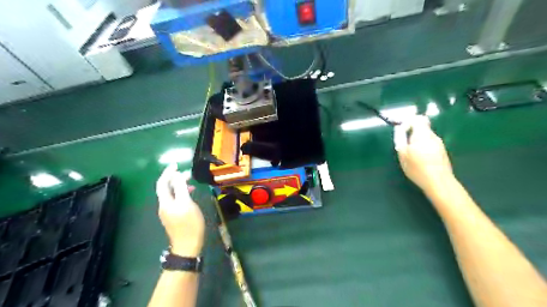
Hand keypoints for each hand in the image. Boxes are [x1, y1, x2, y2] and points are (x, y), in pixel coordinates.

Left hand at [157, 165, 205, 256]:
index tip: (176, 165)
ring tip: (190, 182)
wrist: (188, 245)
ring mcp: (168, 212)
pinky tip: (190, 194)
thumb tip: (178, 176)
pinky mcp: (174, 217)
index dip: (168, 173)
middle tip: (186, 173)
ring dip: (178, 185)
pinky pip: (175, 200)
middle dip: (174, 178)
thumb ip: (181, 188)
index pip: (162, 183)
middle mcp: (164, 206)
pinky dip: (181, 193)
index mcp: (165, 202)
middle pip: (165, 188)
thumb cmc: (189, 224)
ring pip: (171, 194)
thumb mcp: (187, 203)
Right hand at [395, 117, 455, 192]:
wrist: (438, 182)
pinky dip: (423, 148)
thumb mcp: (402, 153)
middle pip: (422, 128)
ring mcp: (440, 144)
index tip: (401, 132)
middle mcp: (433, 136)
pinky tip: (420, 160)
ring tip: (411, 154)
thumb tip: (399, 128)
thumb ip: (400, 138)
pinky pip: (430, 144)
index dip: (408, 123)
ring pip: (426, 137)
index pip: (417, 119)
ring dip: (417, 142)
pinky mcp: (442, 152)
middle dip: (412, 134)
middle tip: (404, 145)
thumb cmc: (417, 167)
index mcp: (423, 134)